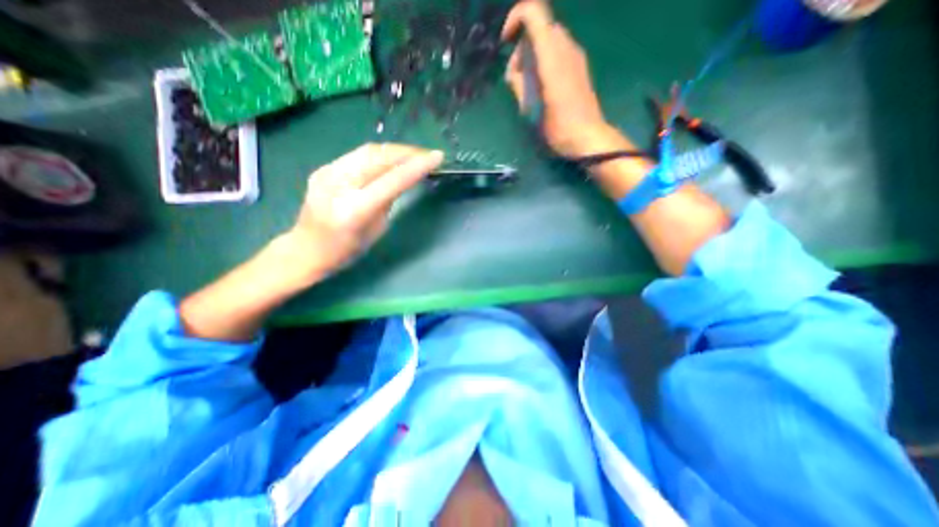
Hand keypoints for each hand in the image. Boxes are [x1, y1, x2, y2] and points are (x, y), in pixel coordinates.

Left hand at [283, 145, 443, 281]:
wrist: (306, 249)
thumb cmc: (346, 250)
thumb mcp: (376, 230)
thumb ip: (388, 201)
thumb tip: (403, 178)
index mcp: (354, 210)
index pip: (391, 181)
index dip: (416, 166)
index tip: (437, 157)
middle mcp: (338, 185)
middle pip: (378, 157)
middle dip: (407, 152)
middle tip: (428, 154)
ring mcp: (327, 173)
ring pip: (368, 150)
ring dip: (395, 150)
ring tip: (413, 154)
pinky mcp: (324, 168)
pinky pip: (358, 155)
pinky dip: (380, 154)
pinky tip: (391, 159)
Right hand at [499, 0, 620, 157]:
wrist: (587, 137)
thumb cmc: (556, 128)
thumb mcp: (529, 110)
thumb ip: (518, 83)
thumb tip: (514, 71)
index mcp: (551, 57)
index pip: (534, 12)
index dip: (515, 17)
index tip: (505, 42)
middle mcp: (566, 47)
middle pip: (539, 26)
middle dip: (522, 46)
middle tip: (516, 78)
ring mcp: (576, 55)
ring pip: (549, 38)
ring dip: (533, 55)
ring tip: (529, 86)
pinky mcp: (580, 65)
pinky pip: (558, 50)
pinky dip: (544, 60)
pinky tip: (542, 86)